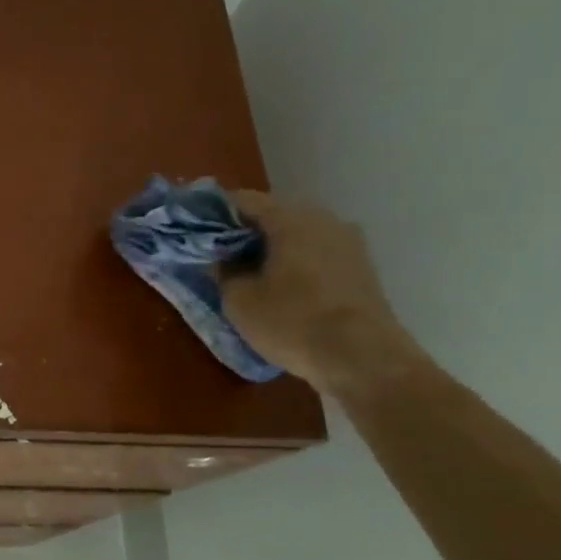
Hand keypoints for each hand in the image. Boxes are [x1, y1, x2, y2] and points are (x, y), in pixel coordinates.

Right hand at [218, 191, 425, 396]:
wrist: (363, 358)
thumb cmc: (292, 321)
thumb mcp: (239, 300)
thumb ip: (224, 271)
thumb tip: (223, 259)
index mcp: (290, 219)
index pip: (243, 200)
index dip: (216, 213)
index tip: (197, 231)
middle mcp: (323, 219)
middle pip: (273, 216)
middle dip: (245, 233)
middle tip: (220, 257)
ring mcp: (348, 242)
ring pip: (298, 236)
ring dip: (273, 250)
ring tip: (250, 275)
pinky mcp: (361, 267)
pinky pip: (317, 254)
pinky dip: (296, 264)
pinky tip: (282, 289)